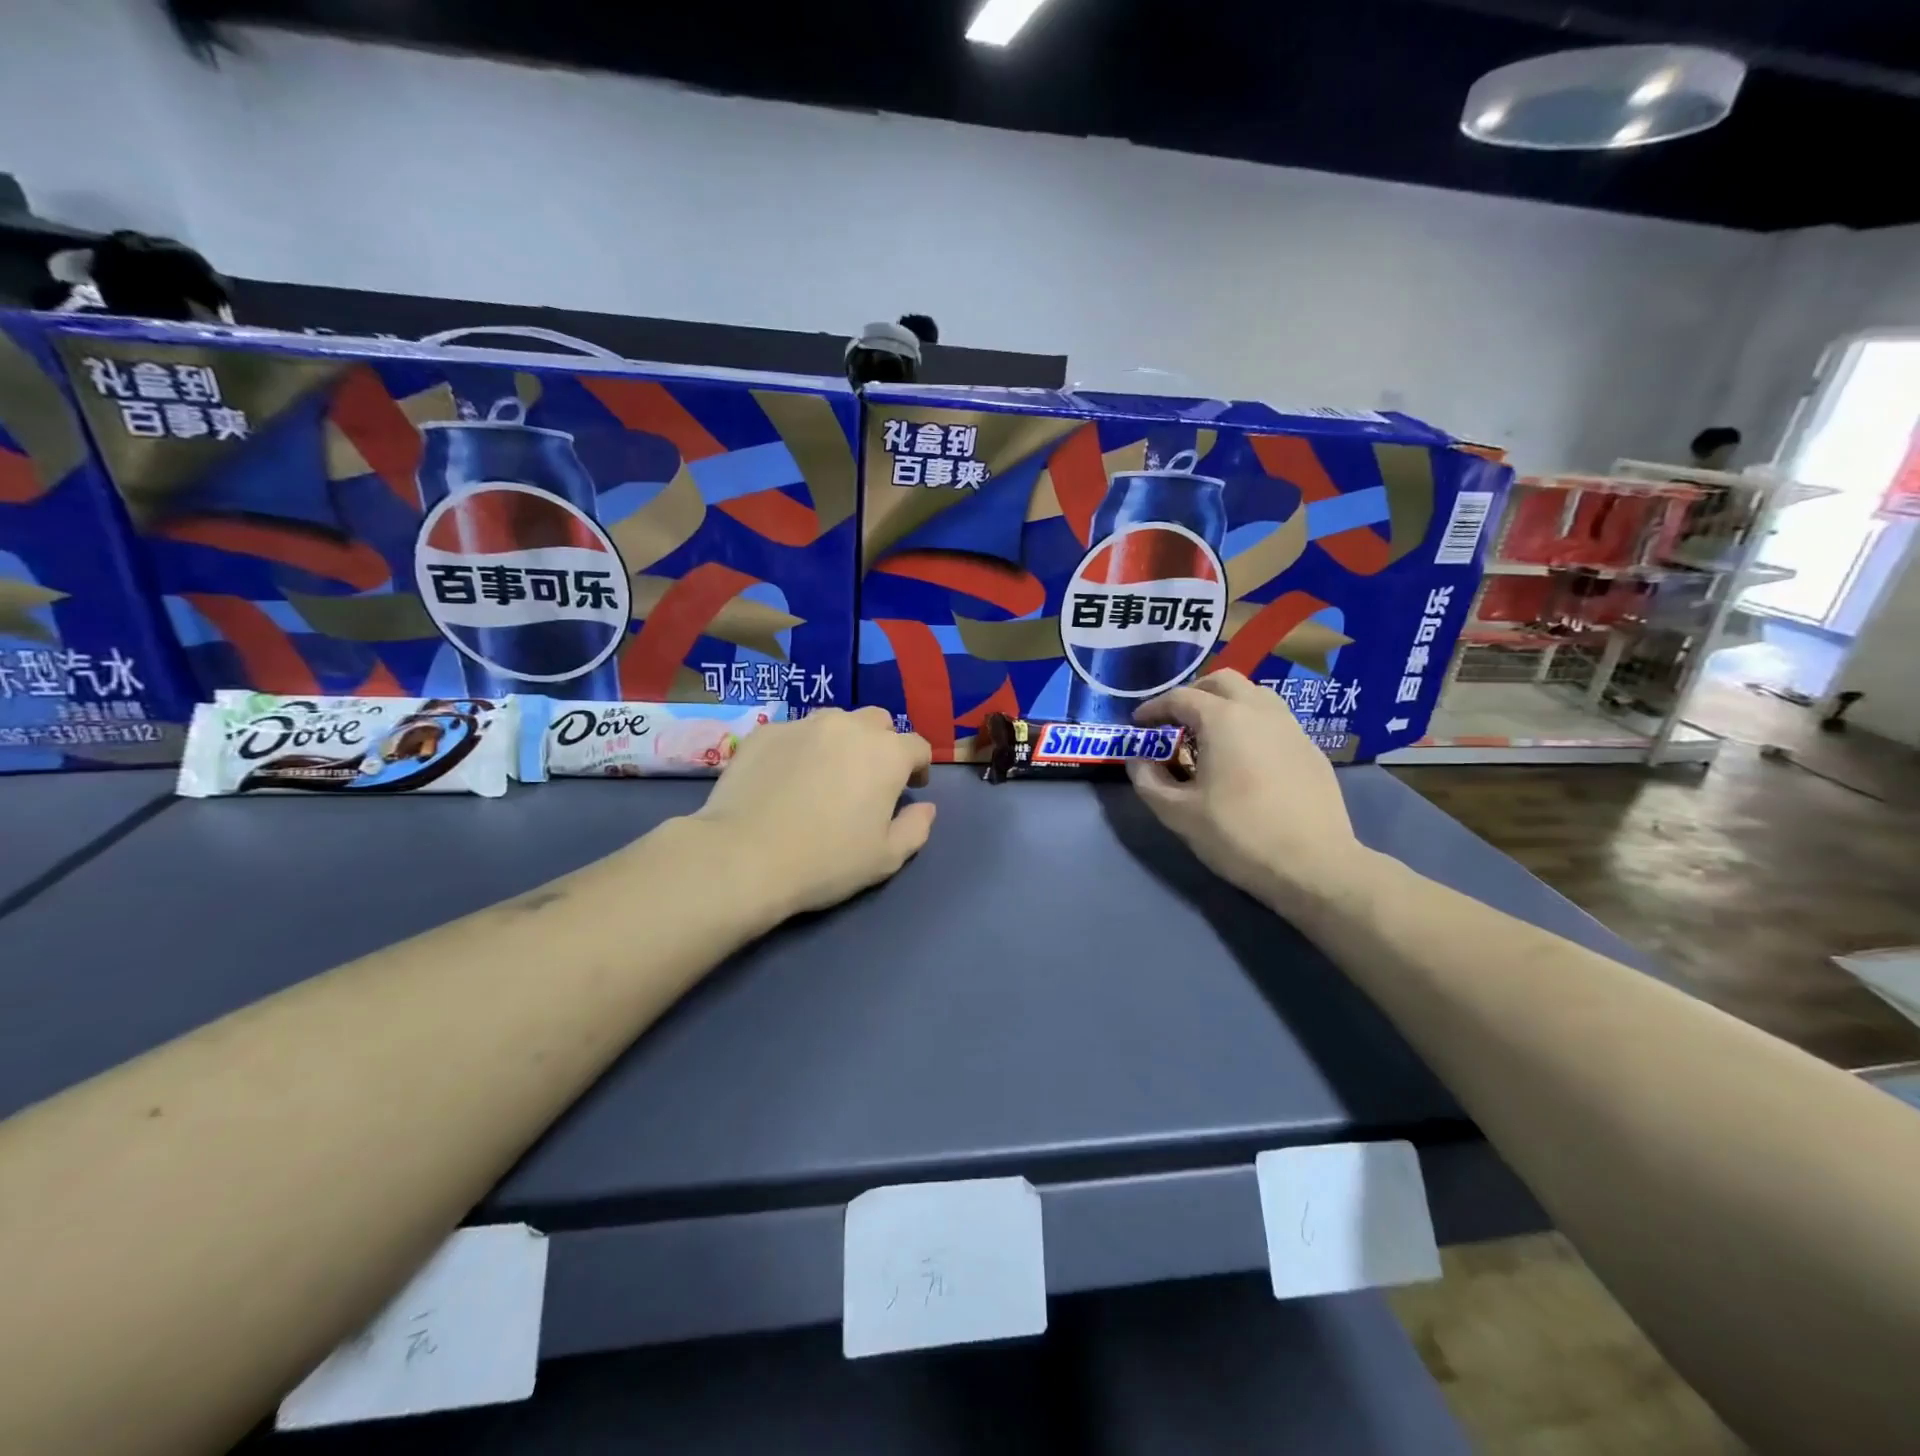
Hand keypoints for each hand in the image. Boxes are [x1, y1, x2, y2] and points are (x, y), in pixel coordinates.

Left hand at [693, 707, 934, 920]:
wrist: (744, 856)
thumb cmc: (826, 861)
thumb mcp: (885, 858)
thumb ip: (916, 828)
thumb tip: (926, 807)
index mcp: (887, 754)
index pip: (918, 746)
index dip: (919, 766)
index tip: (911, 787)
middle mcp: (849, 727)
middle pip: (878, 722)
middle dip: (883, 743)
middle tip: (870, 776)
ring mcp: (804, 724)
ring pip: (835, 721)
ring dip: (842, 740)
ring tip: (827, 772)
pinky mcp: (765, 731)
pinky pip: (794, 732)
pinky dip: (800, 748)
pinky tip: (786, 777)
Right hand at [1129, 671, 1371, 910]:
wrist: (1315, 865)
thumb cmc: (1238, 834)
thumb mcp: (1178, 813)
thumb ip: (1148, 781)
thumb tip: (1138, 761)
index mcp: (1224, 719)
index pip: (1180, 697)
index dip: (1154, 708)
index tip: (1138, 725)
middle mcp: (1260, 711)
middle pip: (1223, 681)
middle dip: (1193, 694)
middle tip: (1175, 721)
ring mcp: (1292, 728)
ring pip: (1255, 695)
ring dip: (1227, 704)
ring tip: (1211, 736)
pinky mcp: (1311, 750)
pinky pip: (1275, 721)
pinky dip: (1252, 725)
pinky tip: (1245, 758)